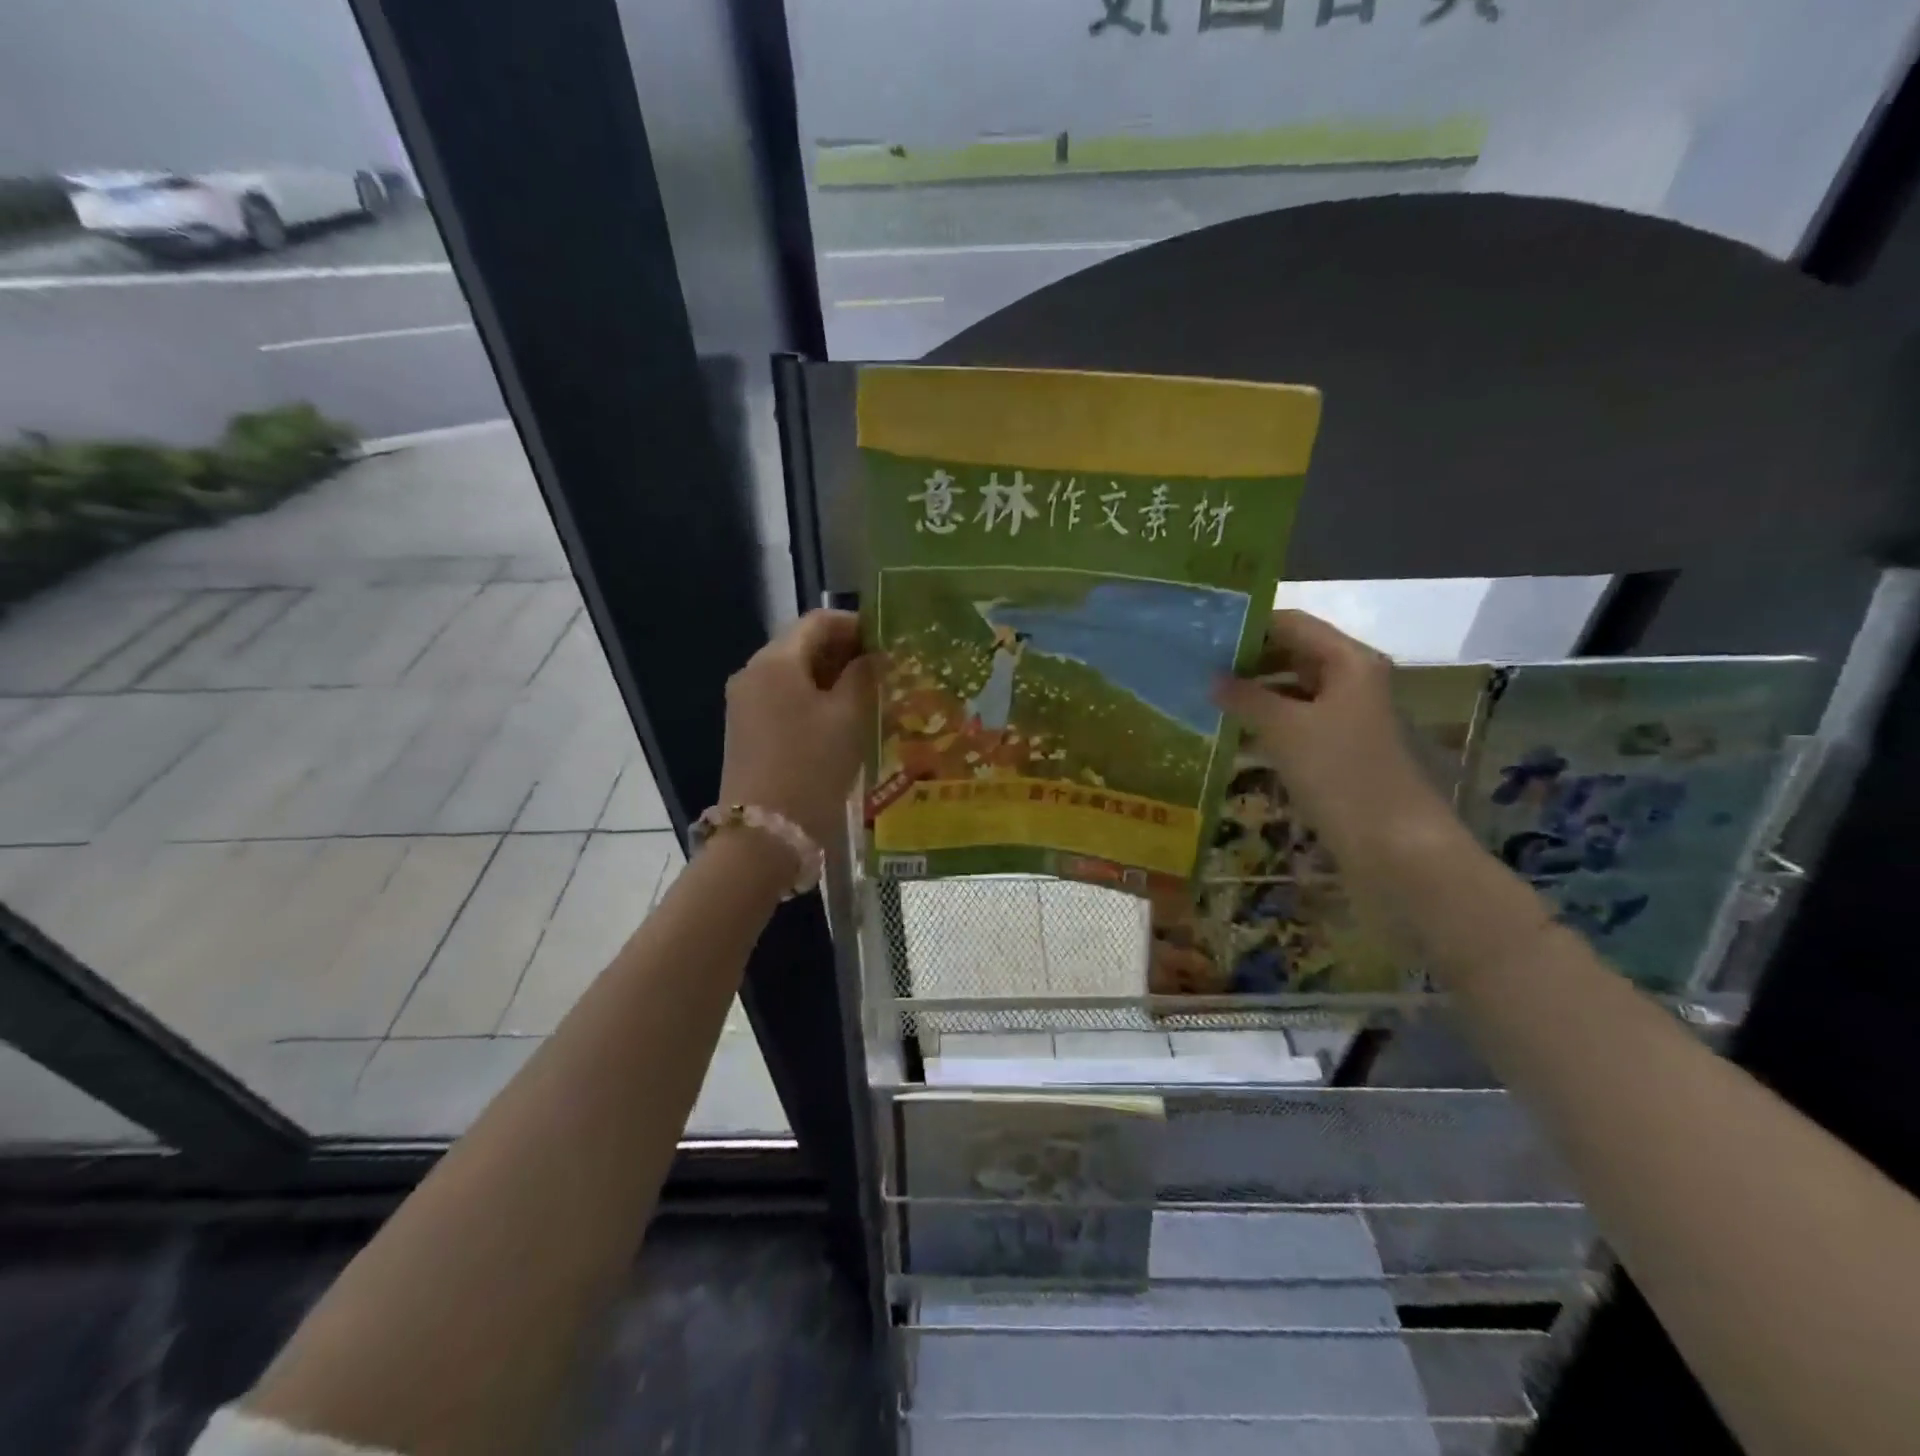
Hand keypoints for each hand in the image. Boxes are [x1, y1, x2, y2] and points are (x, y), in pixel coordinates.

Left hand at [719, 609, 879, 850]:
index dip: (858, 626)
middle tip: (887, 672)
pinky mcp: (746, 731)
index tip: (891, 643)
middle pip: (804, 646)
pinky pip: (784, 700)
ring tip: (872, 697)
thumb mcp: (848, 718)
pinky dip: (815, 701)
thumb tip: (876, 655)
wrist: (762, 836)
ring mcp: (744, 704)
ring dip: (833, 679)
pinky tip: (843, 722)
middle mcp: (752, 673)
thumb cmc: (811, 767)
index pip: (819, 621)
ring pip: (795, 675)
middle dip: (847, 653)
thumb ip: (864, 676)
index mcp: (775, 661)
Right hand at [1212, 610, 1451, 861]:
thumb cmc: (1341, 773)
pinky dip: (1267, 724)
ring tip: (1206, 699)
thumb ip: (1245, 697)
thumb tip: (1212, 678)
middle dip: (1248, 661)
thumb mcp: (1285, 729)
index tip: (1203, 635)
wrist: (1394, 845)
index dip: (1249, 625)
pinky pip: (1297, 723)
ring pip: (1293, 691)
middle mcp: (1352, 681)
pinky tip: (1233, 735)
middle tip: (1197, 668)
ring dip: (1254, 694)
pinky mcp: (1341, 751)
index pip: (1292, 624)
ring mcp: (1348, 718)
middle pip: (1294, 655)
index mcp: (1349, 661)